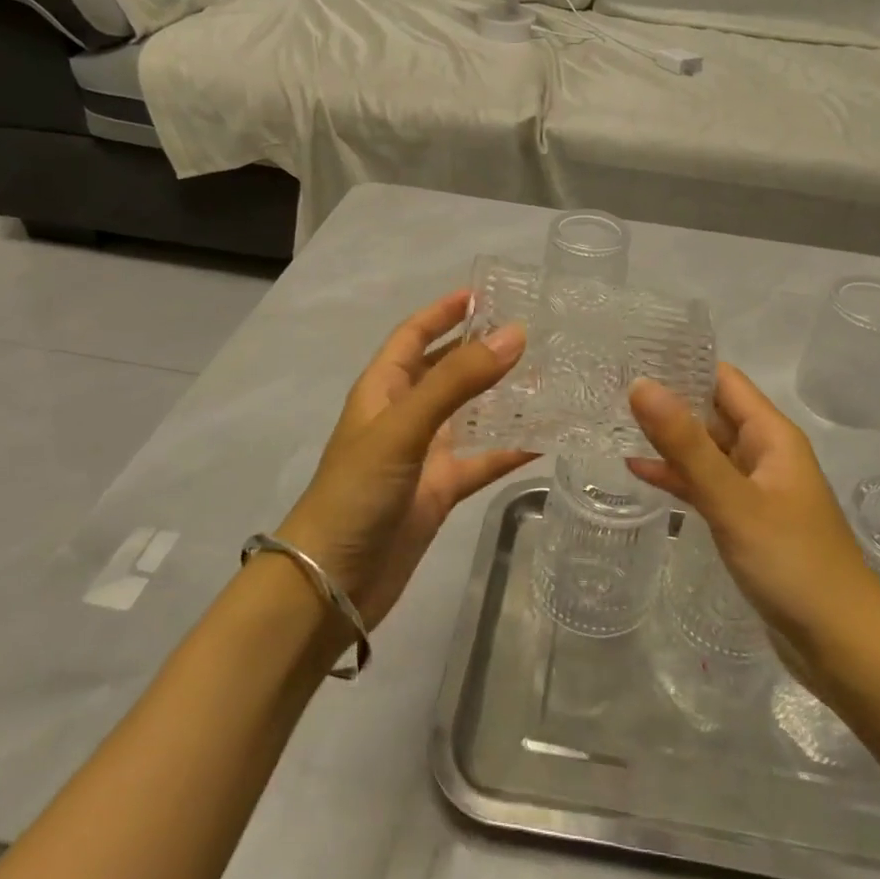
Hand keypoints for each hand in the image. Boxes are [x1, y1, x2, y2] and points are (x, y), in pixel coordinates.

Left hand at [278, 291, 530, 627]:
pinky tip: (546, 439)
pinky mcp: (440, 490)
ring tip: (549, 378)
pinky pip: (482, 460)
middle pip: (446, 370)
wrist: (331, 585)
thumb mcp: (404, 427)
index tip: (484, 293)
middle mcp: (404, 415)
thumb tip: (515, 334)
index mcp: (383, 389)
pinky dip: (510, 450)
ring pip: (470, 414)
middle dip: (480, 350)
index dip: (443, 312)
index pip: (413, 335)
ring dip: (502, 397)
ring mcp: (423, 454)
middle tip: (531, 334)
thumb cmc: (357, 492)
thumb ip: (458, 380)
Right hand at [628, 364, 879, 664]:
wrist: (844, 647)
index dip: (681, 363)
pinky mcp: (747, 522)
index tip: (630, 353)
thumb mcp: (733, 500)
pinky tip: (638, 472)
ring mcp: (756, 489)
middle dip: (667, 399)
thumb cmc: (793, 563)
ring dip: (667, 439)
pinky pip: (706, 486)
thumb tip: (640, 383)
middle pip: (711, 412)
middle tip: (608, 386)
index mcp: (771, 435)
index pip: (722, 379)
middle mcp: (764, 453)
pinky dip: (677, 477)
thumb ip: (685, 444)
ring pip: (705, 450)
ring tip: (612, 421)